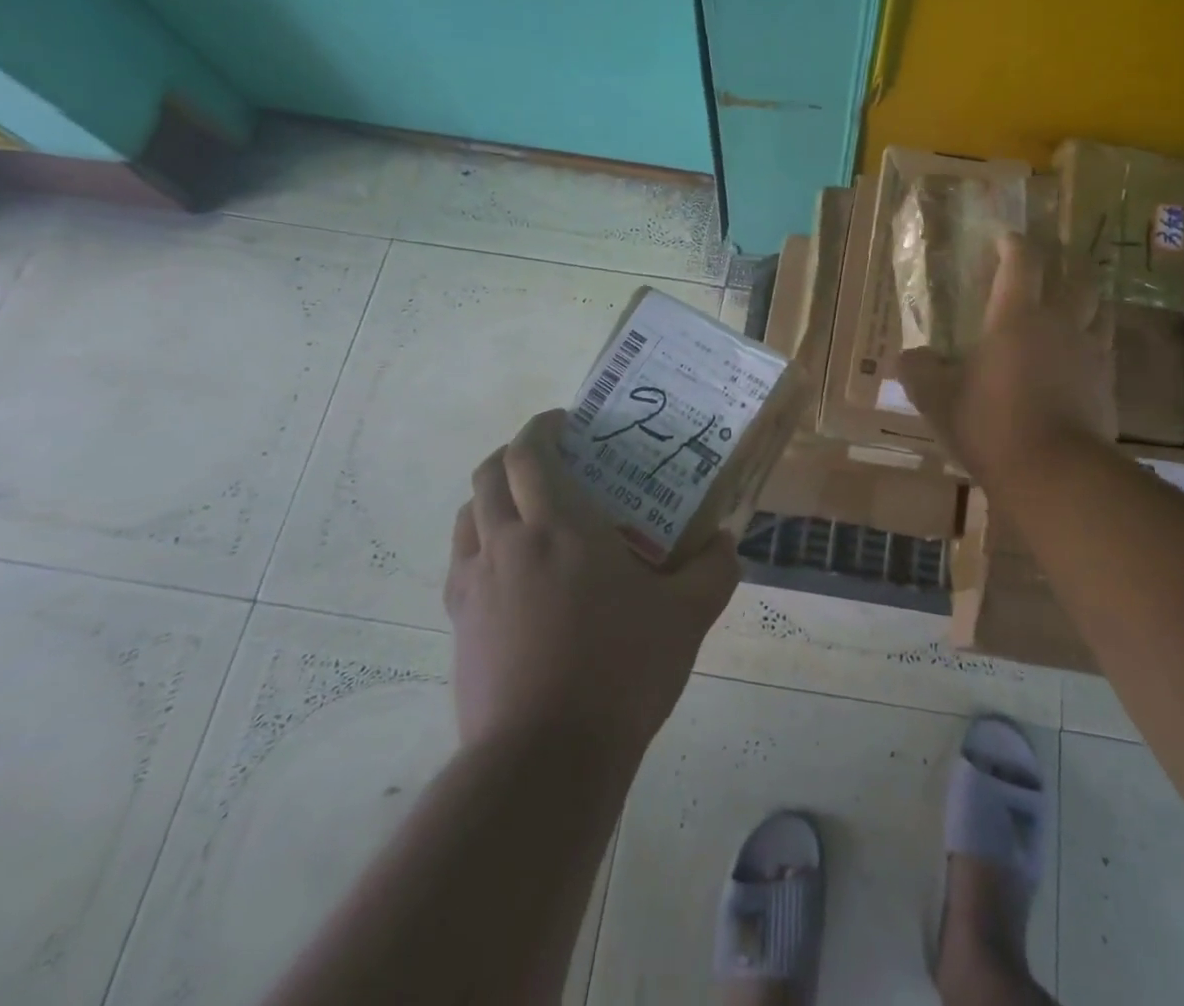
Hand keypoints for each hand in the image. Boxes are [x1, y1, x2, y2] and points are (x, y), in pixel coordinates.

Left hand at [443, 409, 739, 756]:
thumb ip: (713, 570)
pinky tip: (512, 570)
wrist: (544, 760)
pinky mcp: (458, 623)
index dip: (543, 427)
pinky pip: (462, 560)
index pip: (531, 453)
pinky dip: (481, 542)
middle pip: (490, 474)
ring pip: (469, 515)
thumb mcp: (686, 617)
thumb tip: (725, 541)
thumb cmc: (620, 671)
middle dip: (515, 454)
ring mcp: (475, 584)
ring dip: (493, 497)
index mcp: (561, 526)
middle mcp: (509, 542)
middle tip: (551, 461)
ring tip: (528, 511)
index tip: (566, 423)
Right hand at [896, 233, 1115, 481]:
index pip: (1021, 261)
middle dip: (1065, 260)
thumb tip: (908, 357)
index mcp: (1016, 317)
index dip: (1012, 243)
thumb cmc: (990, 425)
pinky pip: (1106, 347)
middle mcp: (1059, 323)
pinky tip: (1084, 353)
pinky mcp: (1108, 383)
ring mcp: (1090, 352)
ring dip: (1088, 296)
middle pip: (1075, 276)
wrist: (1055, 473)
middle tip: (1053, 259)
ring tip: (1077, 299)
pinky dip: (1095, 338)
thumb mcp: (938, 400)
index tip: (1003, 237)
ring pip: (1099, 308)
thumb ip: (919, 371)